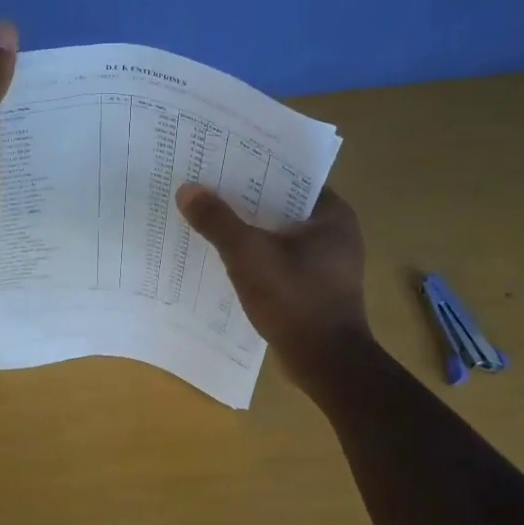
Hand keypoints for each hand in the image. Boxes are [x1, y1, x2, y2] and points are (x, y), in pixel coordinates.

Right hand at [175, 183, 370, 377]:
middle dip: (246, 200)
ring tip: (209, 220)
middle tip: (207, 188)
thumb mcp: (249, 255)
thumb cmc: (295, 299)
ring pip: (280, 236)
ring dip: (250, 231)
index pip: (291, 176)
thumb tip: (187, 189)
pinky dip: (257, 258)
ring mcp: (329, 264)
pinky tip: (226, 259)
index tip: (223, 160)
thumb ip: (218, 221)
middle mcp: (336, 233)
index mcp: (332, 214)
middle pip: (282, 206)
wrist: (326, 363)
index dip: (256, 167)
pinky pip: (281, 261)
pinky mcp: (316, 289)